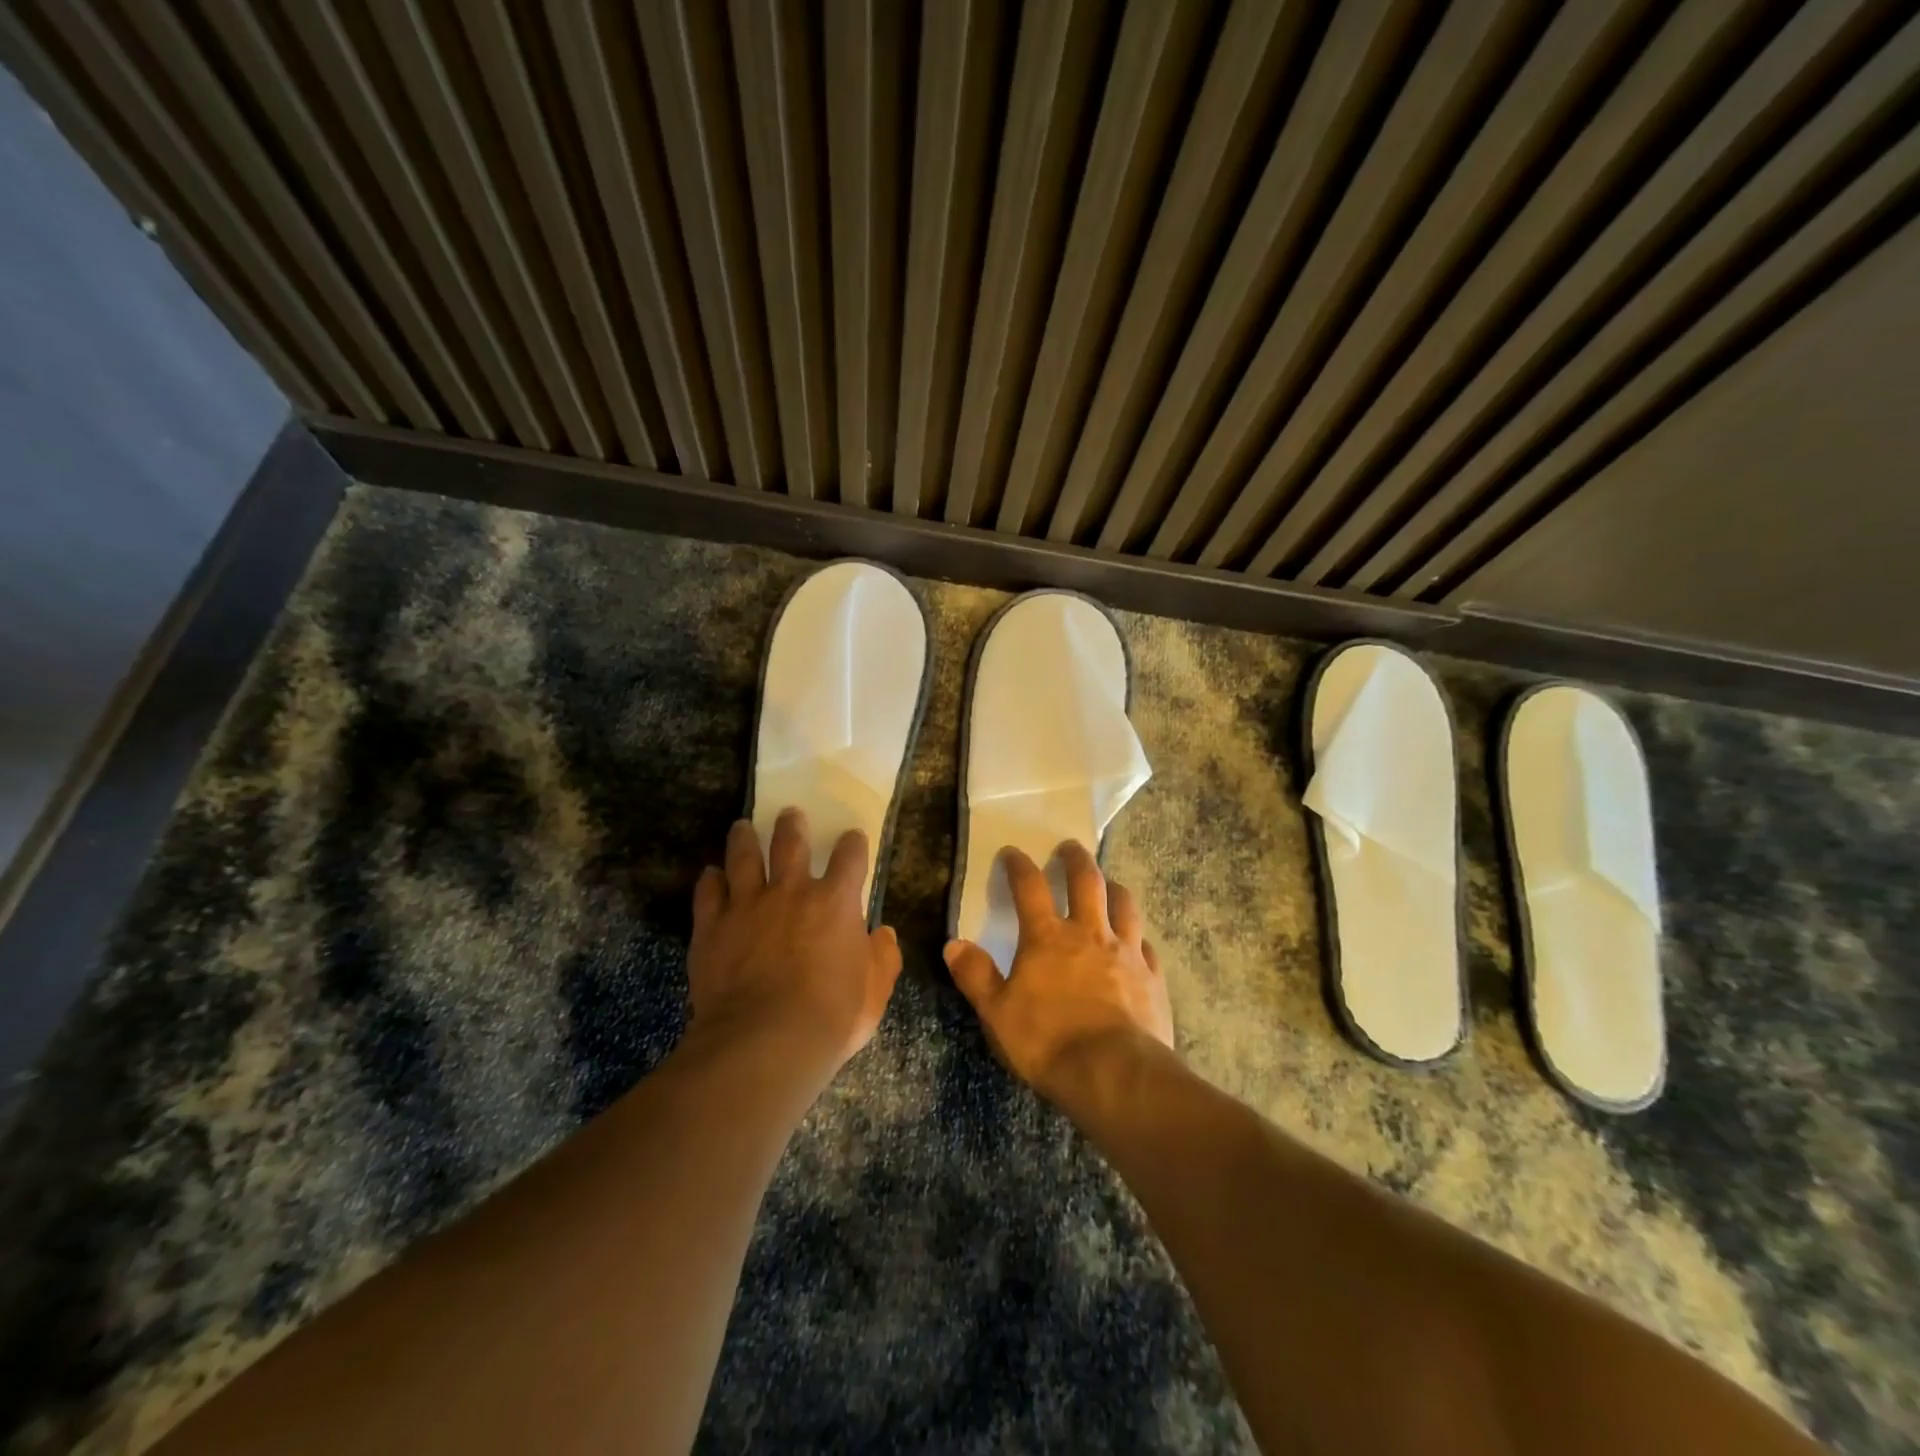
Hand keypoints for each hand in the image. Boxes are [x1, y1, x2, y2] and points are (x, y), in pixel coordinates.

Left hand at [688, 809, 903, 1072]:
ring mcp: (747, 905)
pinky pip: (708, 892)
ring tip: (742, 826)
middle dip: (792, 825)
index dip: (852, 844)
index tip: (851, 838)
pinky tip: (711, 874)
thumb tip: (884, 934)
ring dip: (744, 839)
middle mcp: (791, 891)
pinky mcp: (712, 926)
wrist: (763, 1041)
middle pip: (790, 843)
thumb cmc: (829, 1017)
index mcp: (835, 902)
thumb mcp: (874, 993)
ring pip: (743, 857)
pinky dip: (710, 880)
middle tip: (790, 814)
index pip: (849, 857)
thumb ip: (883, 959)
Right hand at [944, 841, 1173, 1115]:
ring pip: (1124, 904)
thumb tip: (953, 944)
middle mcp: (1089, 933)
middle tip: (1070, 846)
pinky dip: (1137, 937)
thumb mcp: (997, 1013)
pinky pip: (1146, 945)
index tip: (1012, 853)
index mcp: (1047, 938)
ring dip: (1113, 888)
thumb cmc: (1047, 1041)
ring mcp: (1126, 952)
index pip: (1030, 887)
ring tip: (1109, 883)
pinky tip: (1136, 942)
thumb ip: (975, 975)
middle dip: (1076, 859)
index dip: (1019, 866)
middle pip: (1086, 881)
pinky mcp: (1152, 977)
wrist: (1114, 1074)